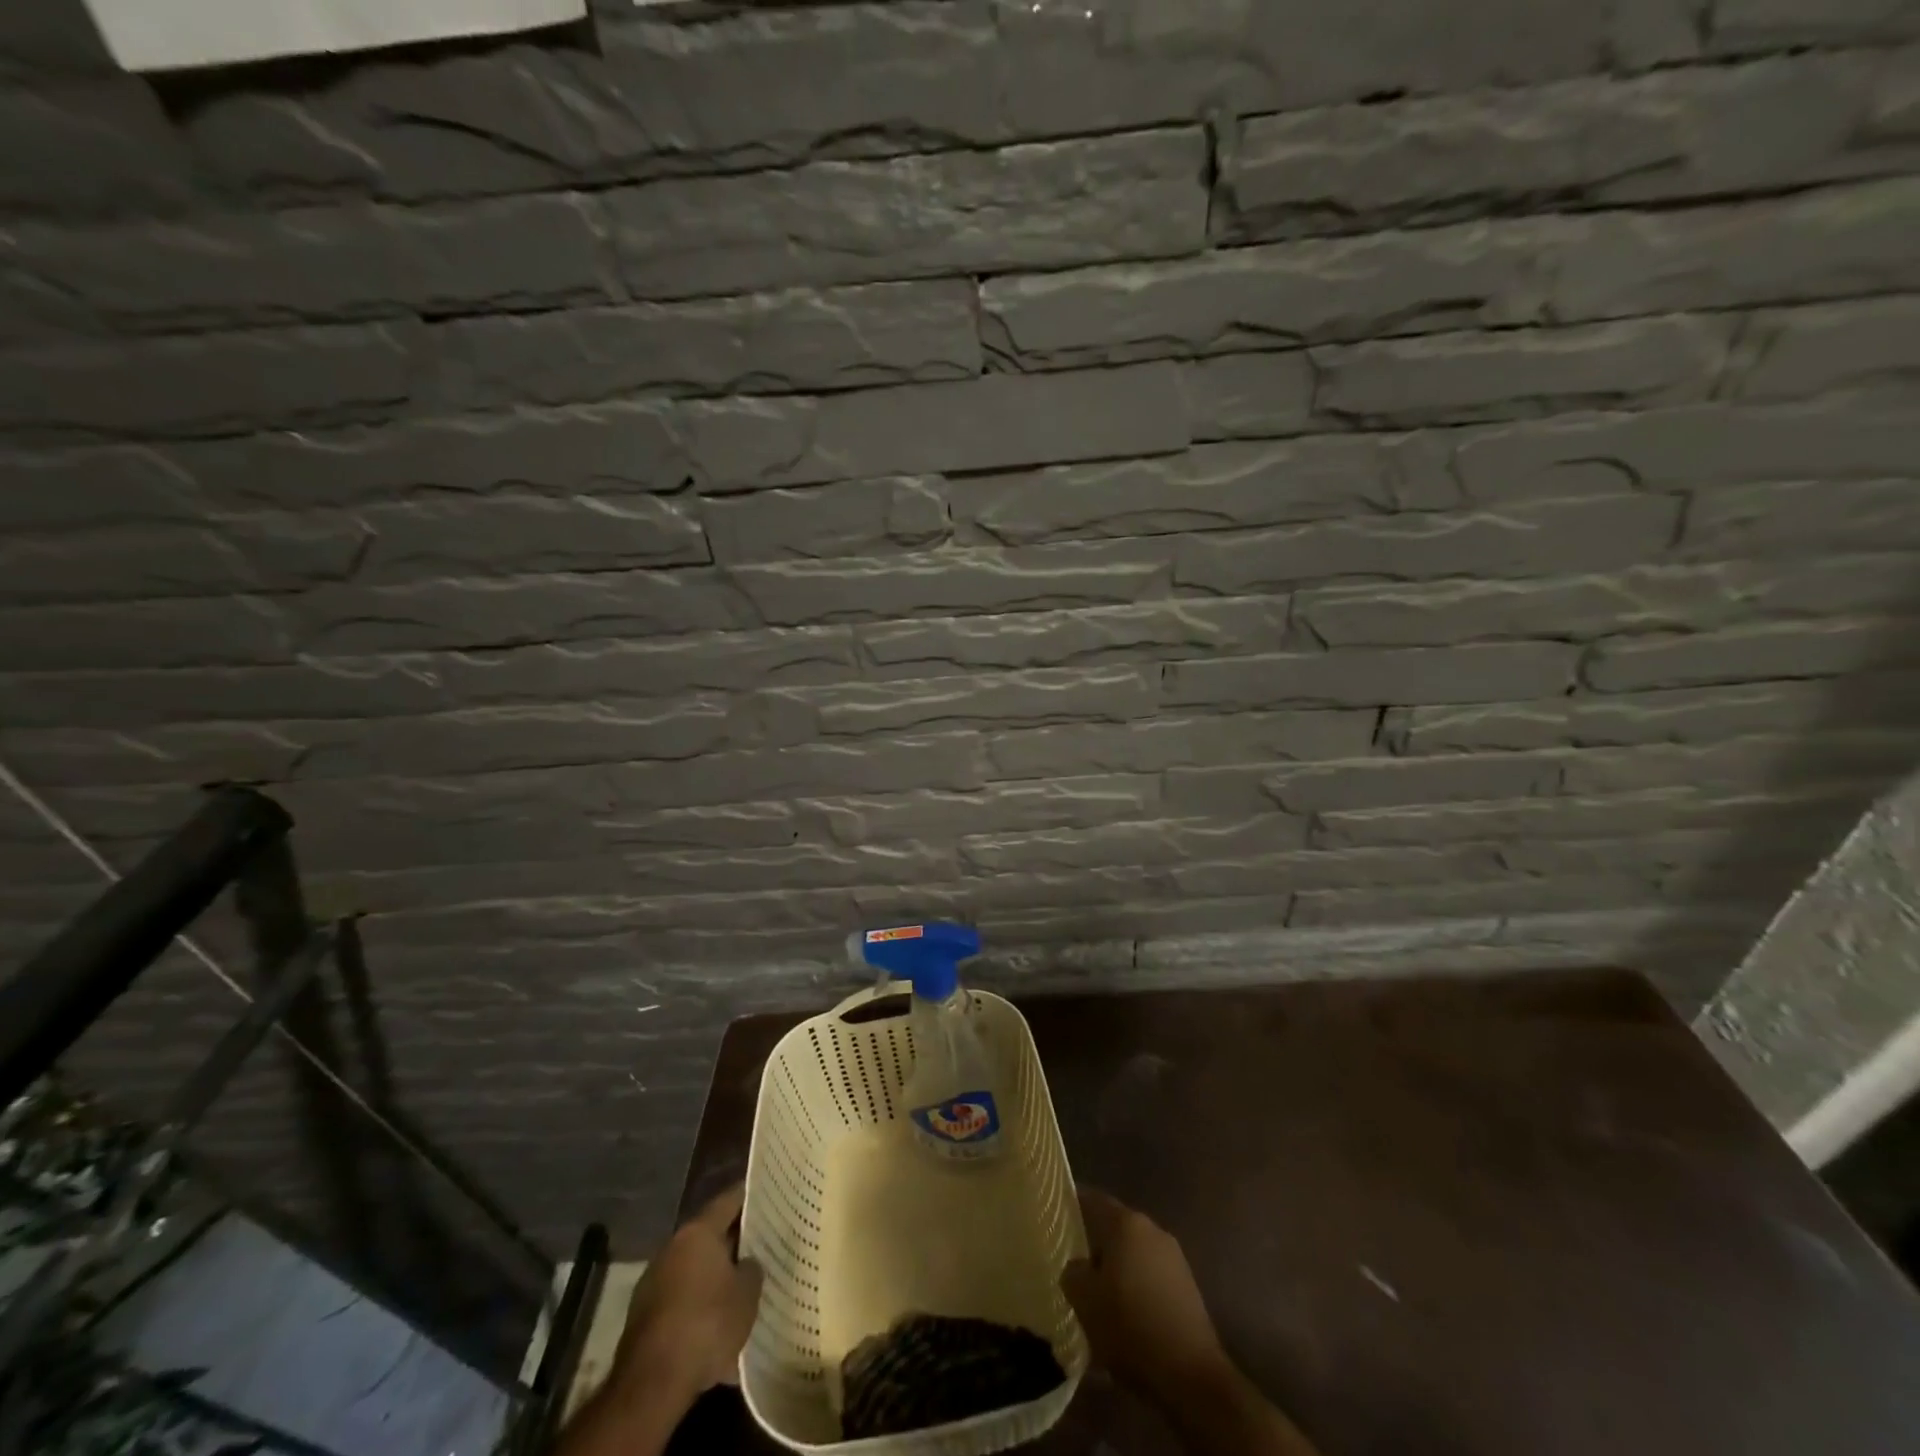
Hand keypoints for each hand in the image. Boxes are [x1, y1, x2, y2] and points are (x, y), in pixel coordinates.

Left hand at [612, 1183, 763, 1410]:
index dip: (750, 1197)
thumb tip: (747, 1262)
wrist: (652, 1384)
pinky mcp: (643, 1315)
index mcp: (698, 1231)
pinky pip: (680, 1296)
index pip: (729, 1200)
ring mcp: (653, 1281)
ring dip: (713, 1274)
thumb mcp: (747, 1294)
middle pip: (709, 1234)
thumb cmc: (707, 1324)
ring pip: (693, 1267)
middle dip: (732, 1240)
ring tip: (740, 1286)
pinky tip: (715, 1321)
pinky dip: (697, 1301)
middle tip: (760, 1244)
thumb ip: (752, 1269)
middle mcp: (672, 1247)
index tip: (769, 1196)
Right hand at [1061, 1188, 1227, 1402]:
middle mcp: (1152, 1229)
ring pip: (1134, 1253)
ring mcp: (1173, 1257)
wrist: (1191, 1376)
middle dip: (1095, 1243)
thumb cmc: (1131, 1328)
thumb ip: (1072, 1272)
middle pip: (1115, 1227)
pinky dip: (1136, 1287)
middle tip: (1073, 1263)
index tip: (1056, 1216)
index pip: (1092, 1200)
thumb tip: (1076, 1266)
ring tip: (1099, 1294)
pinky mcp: (1187, 1286)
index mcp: (1126, 1223)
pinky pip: (1151, 1275)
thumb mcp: (1085, 1301)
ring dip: (1117, 1268)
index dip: (1072, 1205)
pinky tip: (1126, 1315)